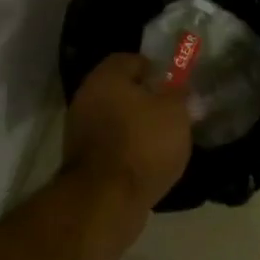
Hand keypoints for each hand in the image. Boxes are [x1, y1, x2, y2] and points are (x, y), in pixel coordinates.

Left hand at [62, 53, 192, 212]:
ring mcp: (80, 131)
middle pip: (121, 91)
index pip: (131, 59)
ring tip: (165, 143)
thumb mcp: (175, 112)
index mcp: (106, 77)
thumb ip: (179, 93)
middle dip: (147, 101)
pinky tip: (148, 164)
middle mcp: (86, 98)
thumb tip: (178, 87)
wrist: (107, 199)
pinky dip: (128, 151)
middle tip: (173, 114)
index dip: (156, 70)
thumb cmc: (143, 144)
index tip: (175, 86)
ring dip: (137, 128)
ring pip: (116, 119)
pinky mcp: (82, 161)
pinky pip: (111, 146)